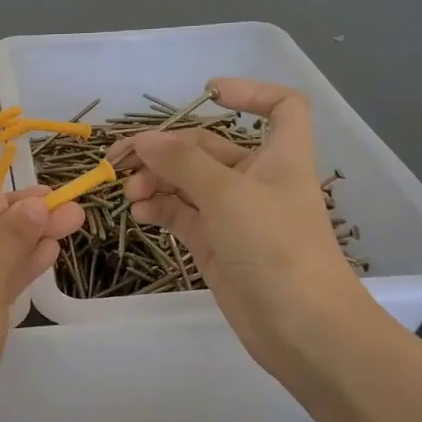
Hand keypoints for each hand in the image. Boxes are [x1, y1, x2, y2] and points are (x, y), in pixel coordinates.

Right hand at [117, 77, 366, 379]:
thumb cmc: (275, 247)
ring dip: (156, 180)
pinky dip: (158, 208)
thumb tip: (143, 140)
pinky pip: (180, 213)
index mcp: (279, 156)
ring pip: (187, 182)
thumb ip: (182, 162)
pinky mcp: (214, 243)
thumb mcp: (228, 194)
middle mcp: (256, 179)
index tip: (208, 93)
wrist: (299, 327)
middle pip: (208, 147)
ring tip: (129, 192)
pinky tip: (138, 213)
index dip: (251, 93)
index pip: (281, 107)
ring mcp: (233, 213)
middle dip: (166, 149)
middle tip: (121, 160)